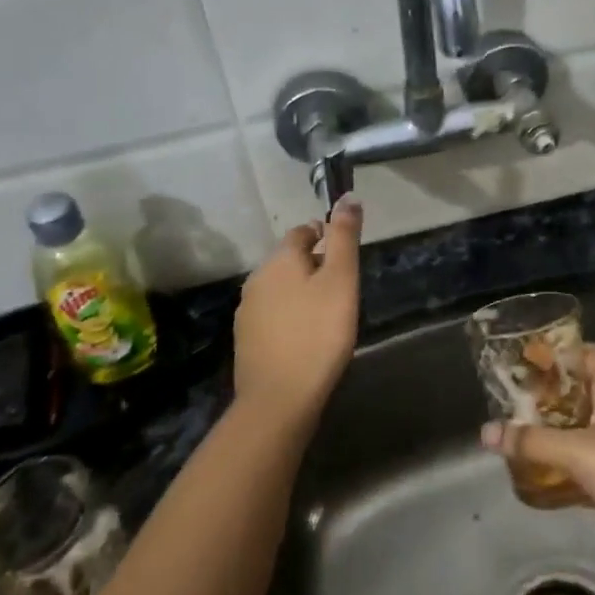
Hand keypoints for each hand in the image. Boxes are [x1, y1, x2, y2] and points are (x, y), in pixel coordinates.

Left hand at [232, 197, 362, 424]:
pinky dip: (290, 316)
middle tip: (342, 284)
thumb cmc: (318, 332)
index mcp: (279, 260)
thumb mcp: (341, 279)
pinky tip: (306, 335)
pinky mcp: (246, 341)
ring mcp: (247, 312)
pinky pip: (272, 315)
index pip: (301, 232)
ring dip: (300, 292)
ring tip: (327, 311)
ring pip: (279, 289)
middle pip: (288, 260)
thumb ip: (344, 237)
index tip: (343, 251)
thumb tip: (347, 196)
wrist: (279, 399)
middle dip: (312, 264)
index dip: (323, 234)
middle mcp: (256, 279)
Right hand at [481, 344, 594, 584]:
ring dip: (552, 435)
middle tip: (512, 401)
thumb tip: (487, 432)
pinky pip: (584, 469)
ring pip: (580, 433)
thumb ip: (534, 442)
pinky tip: (537, 478)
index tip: (531, 358)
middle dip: (548, 397)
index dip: (566, 351)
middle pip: (581, 395)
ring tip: (516, 437)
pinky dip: (561, 471)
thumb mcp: (581, 453)